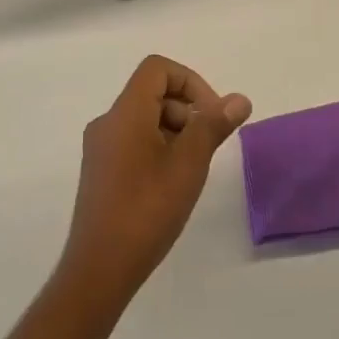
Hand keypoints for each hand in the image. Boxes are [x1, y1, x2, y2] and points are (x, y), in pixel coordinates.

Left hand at [58, 55, 250, 306]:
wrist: (99, 269)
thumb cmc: (147, 209)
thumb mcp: (189, 164)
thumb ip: (213, 126)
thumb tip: (239, 100)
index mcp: (125, 113)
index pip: (157, 69)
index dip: (191, 82)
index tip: (211, 115)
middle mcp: (107, 123)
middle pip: (152, 93)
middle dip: (187, 111)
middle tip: (207, 147)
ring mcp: (100, 149)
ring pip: (144, 120)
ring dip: (175, 132)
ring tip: (191, 170)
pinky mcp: (100, 173)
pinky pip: (133, 142)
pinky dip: (159, 149)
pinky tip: (171, 185)